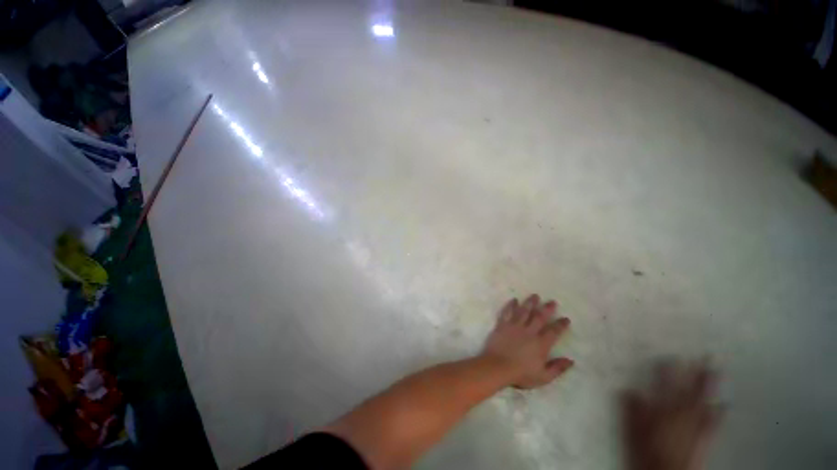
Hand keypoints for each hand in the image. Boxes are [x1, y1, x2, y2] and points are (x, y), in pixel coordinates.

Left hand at [480, 294, 572, 388]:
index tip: (566, 318)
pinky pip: (507, 312)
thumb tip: (571, 360)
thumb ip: (557, 368)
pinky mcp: (503, 324)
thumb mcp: (543, 376)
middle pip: (539, 317)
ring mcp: (515, 326)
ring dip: (530, 303)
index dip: (561, 325)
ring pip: (524, 311)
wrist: (498, 366)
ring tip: (535, 296)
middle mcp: (529, 331)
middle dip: (547, 309)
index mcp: (541, 344)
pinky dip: (511, 305)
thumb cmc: (521, 374)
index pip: (554, 331)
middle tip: (552, 301)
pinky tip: (514, 300)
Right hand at [622, 361, 723, 469]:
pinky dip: (719, 412)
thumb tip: (630, 390)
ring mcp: (695, 426)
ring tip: (718, 373)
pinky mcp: (704, 438)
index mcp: (662, 410)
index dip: (667, 370)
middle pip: (690, 390)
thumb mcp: (632, 431)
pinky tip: (724, 404)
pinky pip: (714, 422)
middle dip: (698, 373)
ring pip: (705, 402)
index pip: (664, 385)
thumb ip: (632, 410)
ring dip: (711, 388)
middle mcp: (682, 414)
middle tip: (708, 356)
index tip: (671, 356)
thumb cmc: (646, 452)